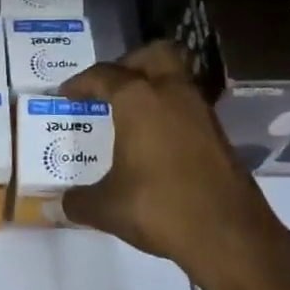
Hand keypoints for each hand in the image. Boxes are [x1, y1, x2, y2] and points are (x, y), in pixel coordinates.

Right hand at [60, 41, 289, 289]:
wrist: (229, 235)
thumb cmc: (159, 208)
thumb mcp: (107, 208)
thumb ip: (79, 201)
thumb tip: (61, 204)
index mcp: (139, 101)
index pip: (104, 76)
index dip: (80, 83)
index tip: (66, 94)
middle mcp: (173, 95)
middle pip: (154, 54)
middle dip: (129, 63)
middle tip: (109, 87)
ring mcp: (201, 113)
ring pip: (177, 79)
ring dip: (154, 88)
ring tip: (129, 115)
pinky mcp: (219, 136)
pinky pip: (188, 108)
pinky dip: (169, 113)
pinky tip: (155, 143)